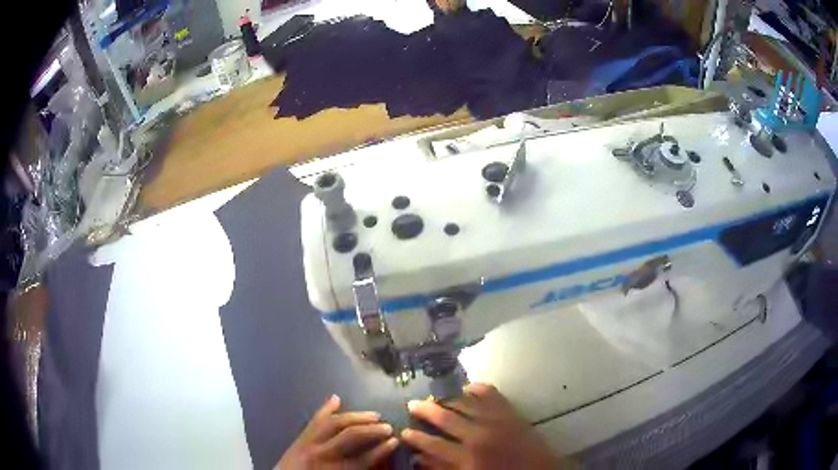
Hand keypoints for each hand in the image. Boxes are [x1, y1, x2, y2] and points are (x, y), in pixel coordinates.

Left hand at [275, 395, 397, 469]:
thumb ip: (355, 469)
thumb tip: (378, 464)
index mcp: (333, 469)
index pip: (362, 459)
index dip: (380, 450)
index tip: (395, 442)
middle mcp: (320, 454)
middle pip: (349, 437)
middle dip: (370, 430)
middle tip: (389, 427)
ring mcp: (308, 443)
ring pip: (333, 424)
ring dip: (355, 417)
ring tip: (374, 415)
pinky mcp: (300, 438)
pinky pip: (314, 420)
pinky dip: (325, 409)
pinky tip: (336, 399)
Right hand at [401, 383, 564, 469]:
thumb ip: (443, 469)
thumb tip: (420, 458)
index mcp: (466, 458)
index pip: (432, 444)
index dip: (415, 437)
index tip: (403, 431)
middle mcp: (478, 436)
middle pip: (444, 417)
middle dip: (425, 410)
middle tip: (412, 403)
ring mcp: (496, 420)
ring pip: (464, 403)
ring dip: (446, 398)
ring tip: (434, 396)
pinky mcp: (511, 412)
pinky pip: (490, 393)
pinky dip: (477, 388)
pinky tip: (466, 388)